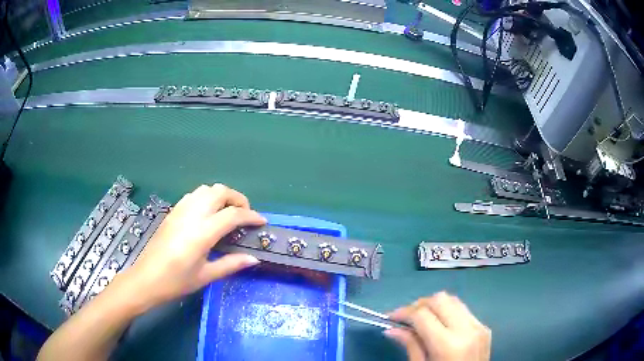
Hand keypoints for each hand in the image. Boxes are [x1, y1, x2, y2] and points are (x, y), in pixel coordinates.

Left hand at [122, 184, 265, 310]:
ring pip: (206, 189)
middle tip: (245, 216)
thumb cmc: (176, 282)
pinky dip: (207, 198)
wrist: (146, 279)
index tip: (262, 222)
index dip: (251, 216)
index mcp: (202, 233)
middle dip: (237, 199)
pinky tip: (208, 215)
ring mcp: (180, 210)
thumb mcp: (205, 276)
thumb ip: (230, 264)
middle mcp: (191, 215)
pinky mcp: (173, 212)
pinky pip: (194, 195)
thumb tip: (254, 259)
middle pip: (219, 191)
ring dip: (221, 196)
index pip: (232, 215)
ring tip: (227, 213)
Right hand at [385, 292, 490, 360]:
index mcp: (448, 344)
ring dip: (434, 305)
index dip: (403, 312)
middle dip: (419, 304)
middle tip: (406, 317)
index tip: (390, 318)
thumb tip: (392, 329)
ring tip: (422, 319)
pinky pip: (464, 310)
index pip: (422, 315)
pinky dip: (448, 312)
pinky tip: (440, 325)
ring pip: (453, 300)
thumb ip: (410, 346)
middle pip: (440, 299)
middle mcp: (466, 329)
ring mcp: (479, 326)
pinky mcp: (484, 327)